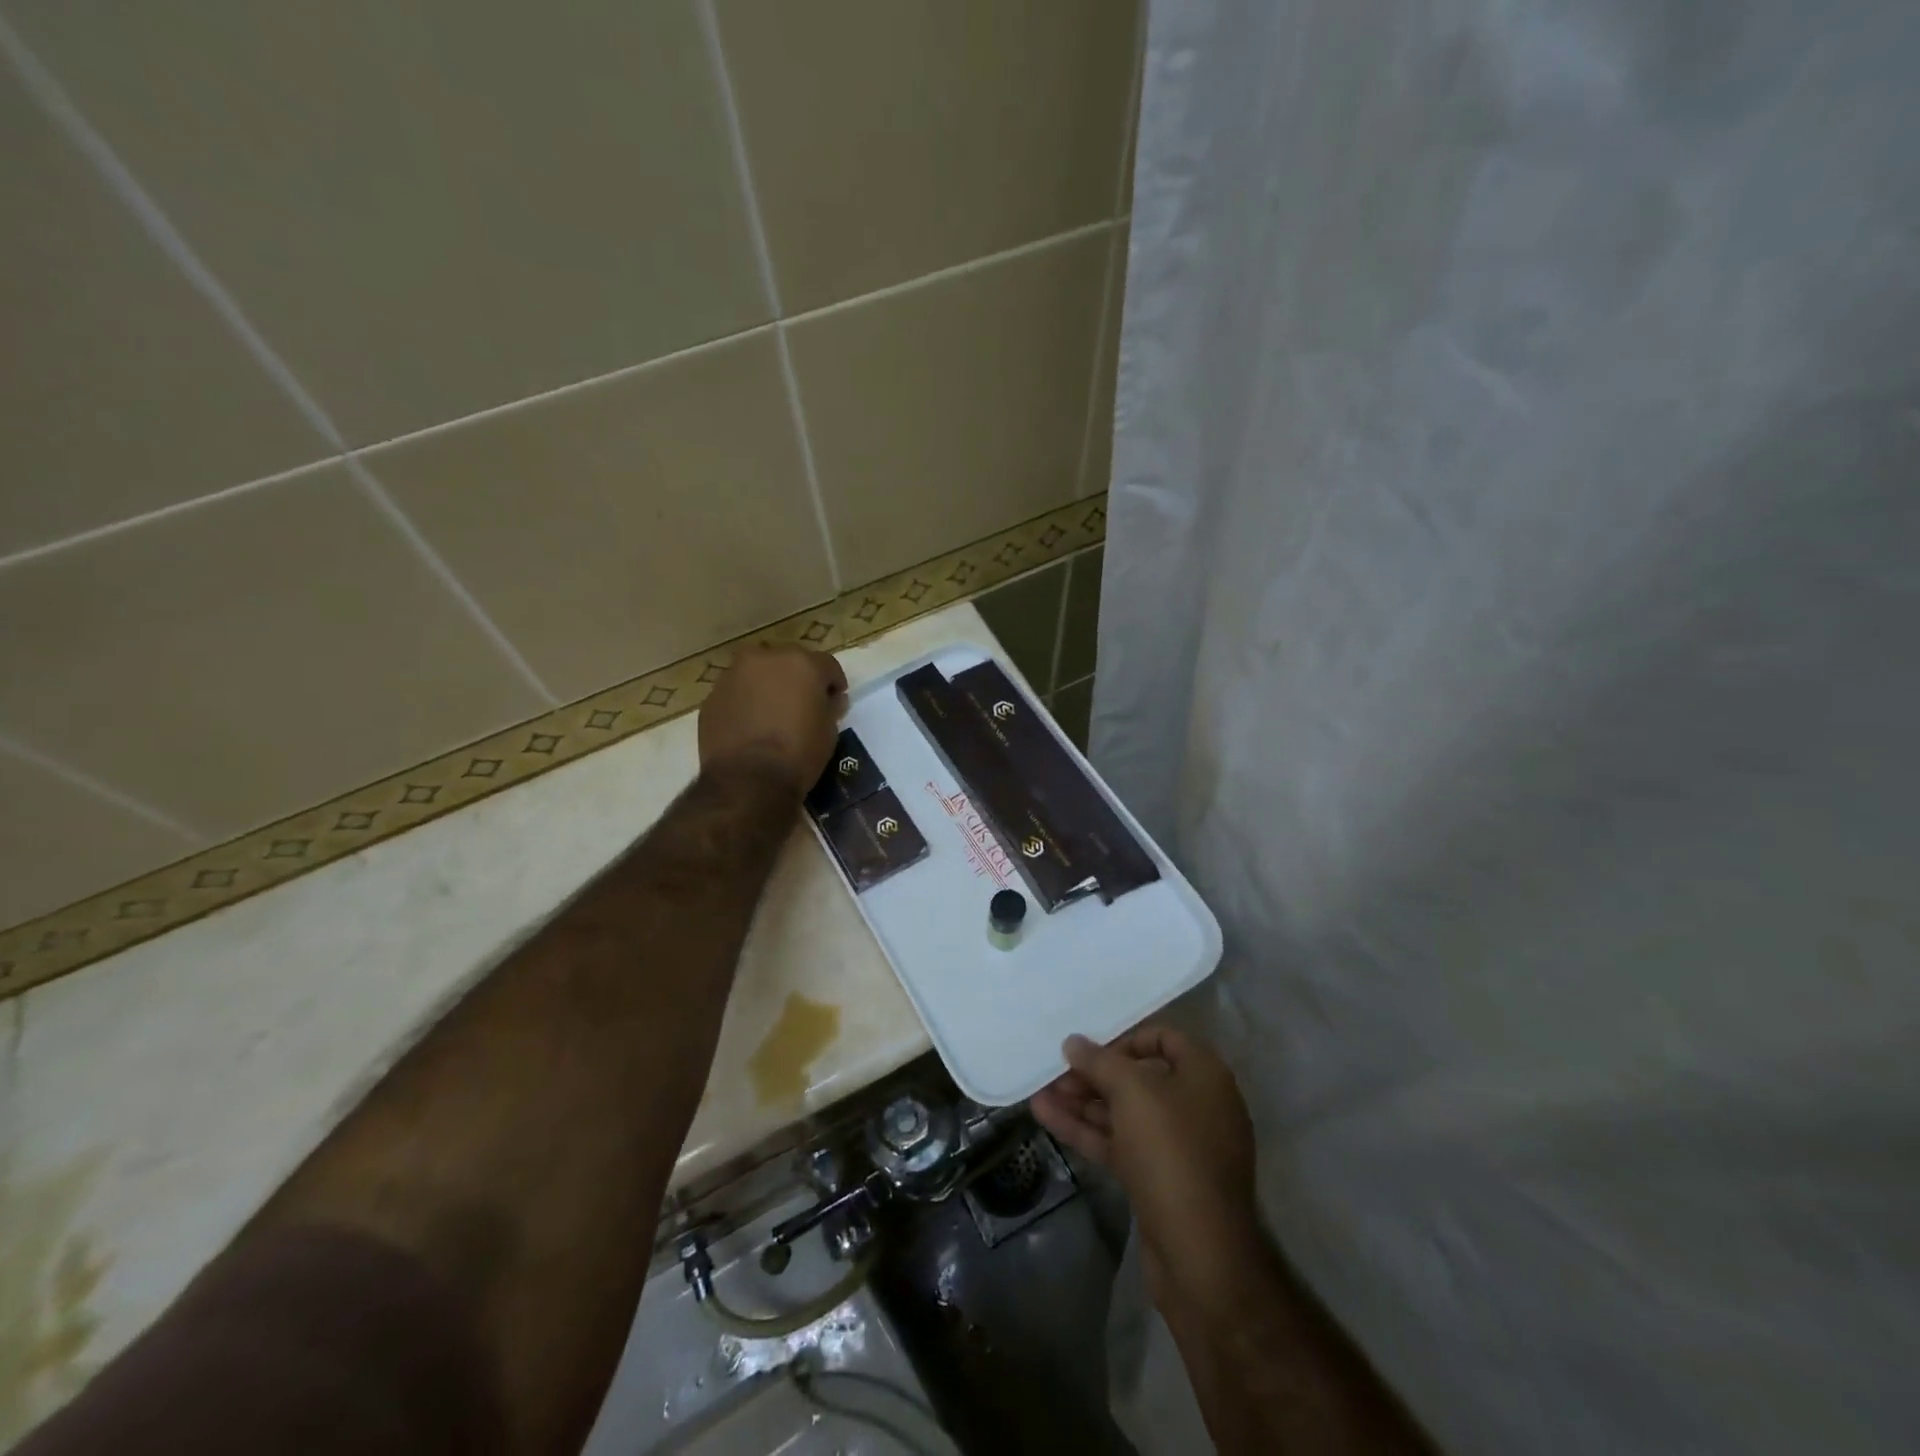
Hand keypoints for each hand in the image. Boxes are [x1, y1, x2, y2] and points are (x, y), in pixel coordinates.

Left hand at [698, 645, 847, 798]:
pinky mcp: (711, 698)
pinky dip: (745, 704)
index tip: (835, 701)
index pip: (827, 665)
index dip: (833, 684)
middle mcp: (765, 659)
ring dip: (767, 688)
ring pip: (757, 675)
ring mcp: (732, 676)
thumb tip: (828, 700)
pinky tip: (750, 728)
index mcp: (801, 663)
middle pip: (788, 662)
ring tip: (772, 716)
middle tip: (802, 705)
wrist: (748, 780)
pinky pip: (736, 694)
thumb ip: (829, 706)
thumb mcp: (829, 731)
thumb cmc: (799, 753)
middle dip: (797, 680)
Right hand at [1031, 1025, 1263, 1315]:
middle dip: (1094, 1075)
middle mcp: (1196, 1105)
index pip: (1163, 1038)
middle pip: (1139, 1077)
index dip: (1123, 1039)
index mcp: (1204, 1075)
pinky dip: (1087, 1130)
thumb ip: (1099, 1061)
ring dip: (1083, 1102)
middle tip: (1054, 1073)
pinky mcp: (1160, 1180)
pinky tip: (1047, 1118)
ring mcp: (1178, 1146)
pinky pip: (1120, 1143)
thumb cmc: (1171, 1151)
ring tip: (1040, 1093)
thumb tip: (1073, 1042)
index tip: (1088, 1049)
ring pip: (1125, 1113)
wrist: (1199, 1254)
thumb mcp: (1132, 1092)